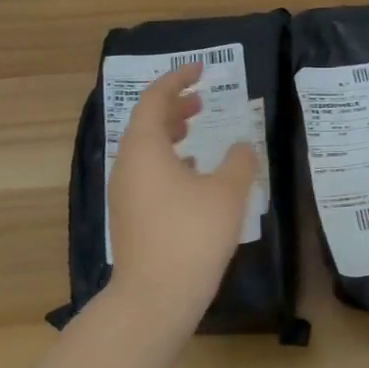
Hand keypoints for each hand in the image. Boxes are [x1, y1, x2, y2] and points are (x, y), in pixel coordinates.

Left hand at [105, 63, 259, 327]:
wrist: (155, 296)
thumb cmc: (192, 235)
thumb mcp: (228, 192)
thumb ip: (240, 161)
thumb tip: (243, 146)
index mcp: (145, 149)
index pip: (155, 100)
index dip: (177, 80)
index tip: (200, 70)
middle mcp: (128, 166)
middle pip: (146, 123)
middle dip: (173, 106)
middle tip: (200, 99)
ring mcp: (125, 193)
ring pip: (145, 149)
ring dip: (170, 133)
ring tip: (196, 129)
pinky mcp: (131, 216)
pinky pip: (147, 172)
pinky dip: (168, 160)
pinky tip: (193, 174)